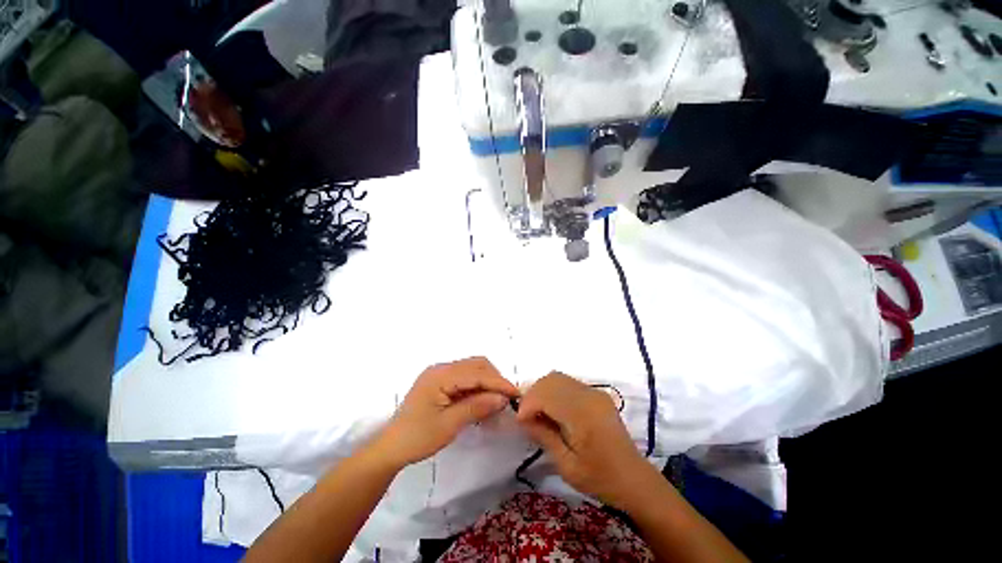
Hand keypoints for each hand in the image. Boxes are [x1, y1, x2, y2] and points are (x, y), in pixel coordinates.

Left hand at [369, 357, 518, 469]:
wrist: (391, 448)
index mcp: (440, 375)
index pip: (476, 373)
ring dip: (487, 382)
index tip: (516, 393)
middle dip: (494, 379)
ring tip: (496, 401)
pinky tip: (482, 401)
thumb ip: (476, 407)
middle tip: (506, 399)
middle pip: (476, 365)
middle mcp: (441, 368)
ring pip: (472, 369)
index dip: (498, 382)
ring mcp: (439, 373)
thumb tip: (502, 398)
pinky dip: (477, 387)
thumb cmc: (417, 438)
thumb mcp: (449, 425)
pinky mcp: (440, 382)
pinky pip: (465, 378)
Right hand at [516, 372, 659, 509]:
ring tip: (538, 412)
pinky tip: (553, 410)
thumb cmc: (599, 478)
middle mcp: (589, 395)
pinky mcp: (596, 393)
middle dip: (533, 394)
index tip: (520, 421)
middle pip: (551, 380)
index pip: (546, 394)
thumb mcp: (566, 465)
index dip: (528, 404)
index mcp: (583, 414)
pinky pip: (568, 383)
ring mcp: (594, 391)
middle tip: (526, 416)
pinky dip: (554, 391)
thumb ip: (543, 436)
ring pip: (558, 378)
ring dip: (543, 391)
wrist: (633, 478)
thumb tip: (522, 418)